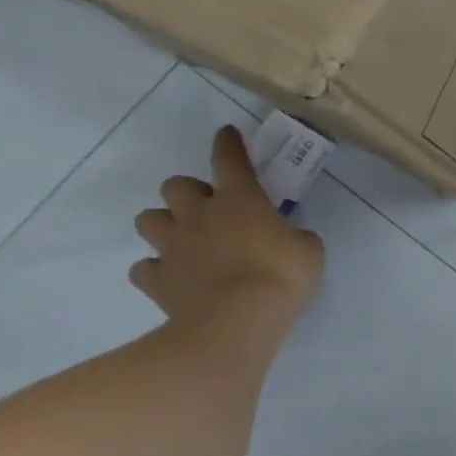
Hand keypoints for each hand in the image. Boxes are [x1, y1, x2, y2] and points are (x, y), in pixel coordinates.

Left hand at [131, 126, 324, 343]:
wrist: (236, 323)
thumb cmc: (282, 276)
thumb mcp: (309, 250)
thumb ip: (294, 236)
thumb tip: (285, 237)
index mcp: (240, 200)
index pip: (230, 160)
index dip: (229, 144)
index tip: (227, 133)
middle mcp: (199, 216)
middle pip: (176, 186)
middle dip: (190, 192)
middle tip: (211, 208)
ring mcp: (172, 247)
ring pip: (149, 220)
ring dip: (166, 224)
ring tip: (187, 239)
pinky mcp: (156, 280)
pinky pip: (146, 267)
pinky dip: (158, 268)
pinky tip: (176, 276)